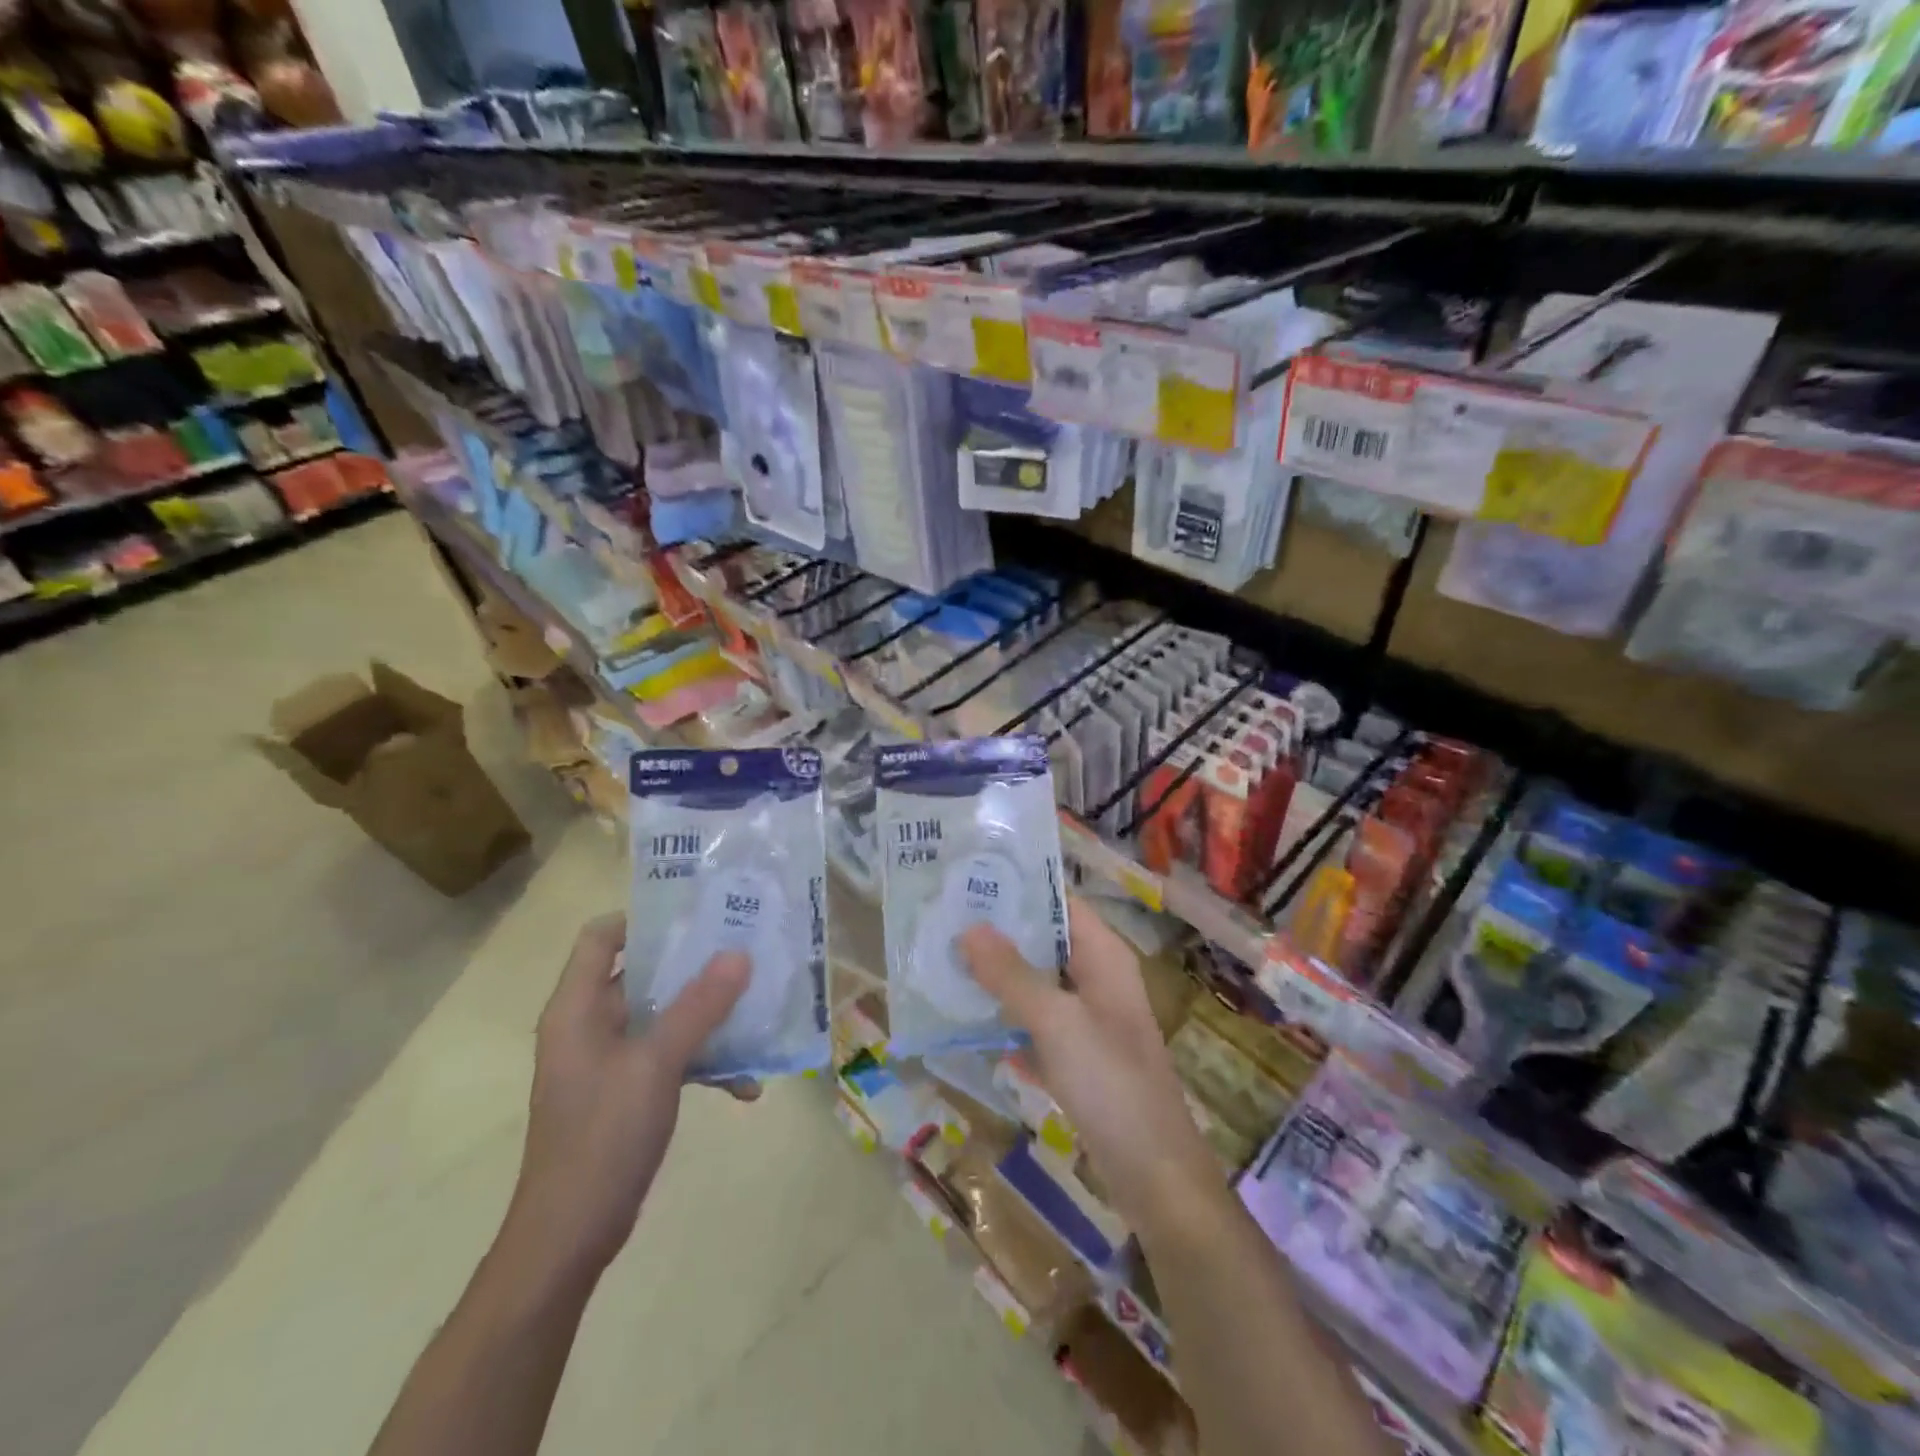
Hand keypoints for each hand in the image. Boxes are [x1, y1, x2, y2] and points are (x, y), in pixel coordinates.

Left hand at [507, 914, 754, 1275]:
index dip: (645, 918)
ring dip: (706, 1016)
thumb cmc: (602, 1138)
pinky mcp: (626, 1092)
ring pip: (662, 1016)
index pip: (601, 936)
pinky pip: (669, 1057)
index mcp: (577, 1008)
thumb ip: (698, 1006)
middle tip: (745, 950)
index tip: (700, 914)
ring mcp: (608, 1061)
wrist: (569, 1238)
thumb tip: (739, 953)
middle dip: (694, 964)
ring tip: (757, 1009)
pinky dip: (703, 1062)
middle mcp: (588, 1026)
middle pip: (641, 973)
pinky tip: (745, 1084)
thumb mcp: (656, 1065)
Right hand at [957, 900, 1222, 1233]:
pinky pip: (1037, 1025)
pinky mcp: (1079, 1057)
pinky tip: (969, 1022)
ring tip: (945, 963)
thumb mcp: (1056, 1022)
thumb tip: (968, 928)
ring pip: (1037, 985)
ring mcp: (1089, 1020)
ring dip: (999, 978)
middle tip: (944, 921)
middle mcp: (1098, 979)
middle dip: (1000, 934)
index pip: (1060, 902)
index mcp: (1104, 956)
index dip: (1019, 889)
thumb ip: (1011, 975)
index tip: (969, 880)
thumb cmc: (1110, 1083)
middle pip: (1045, 942)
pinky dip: (1009, 1020)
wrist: (1154, 1175)